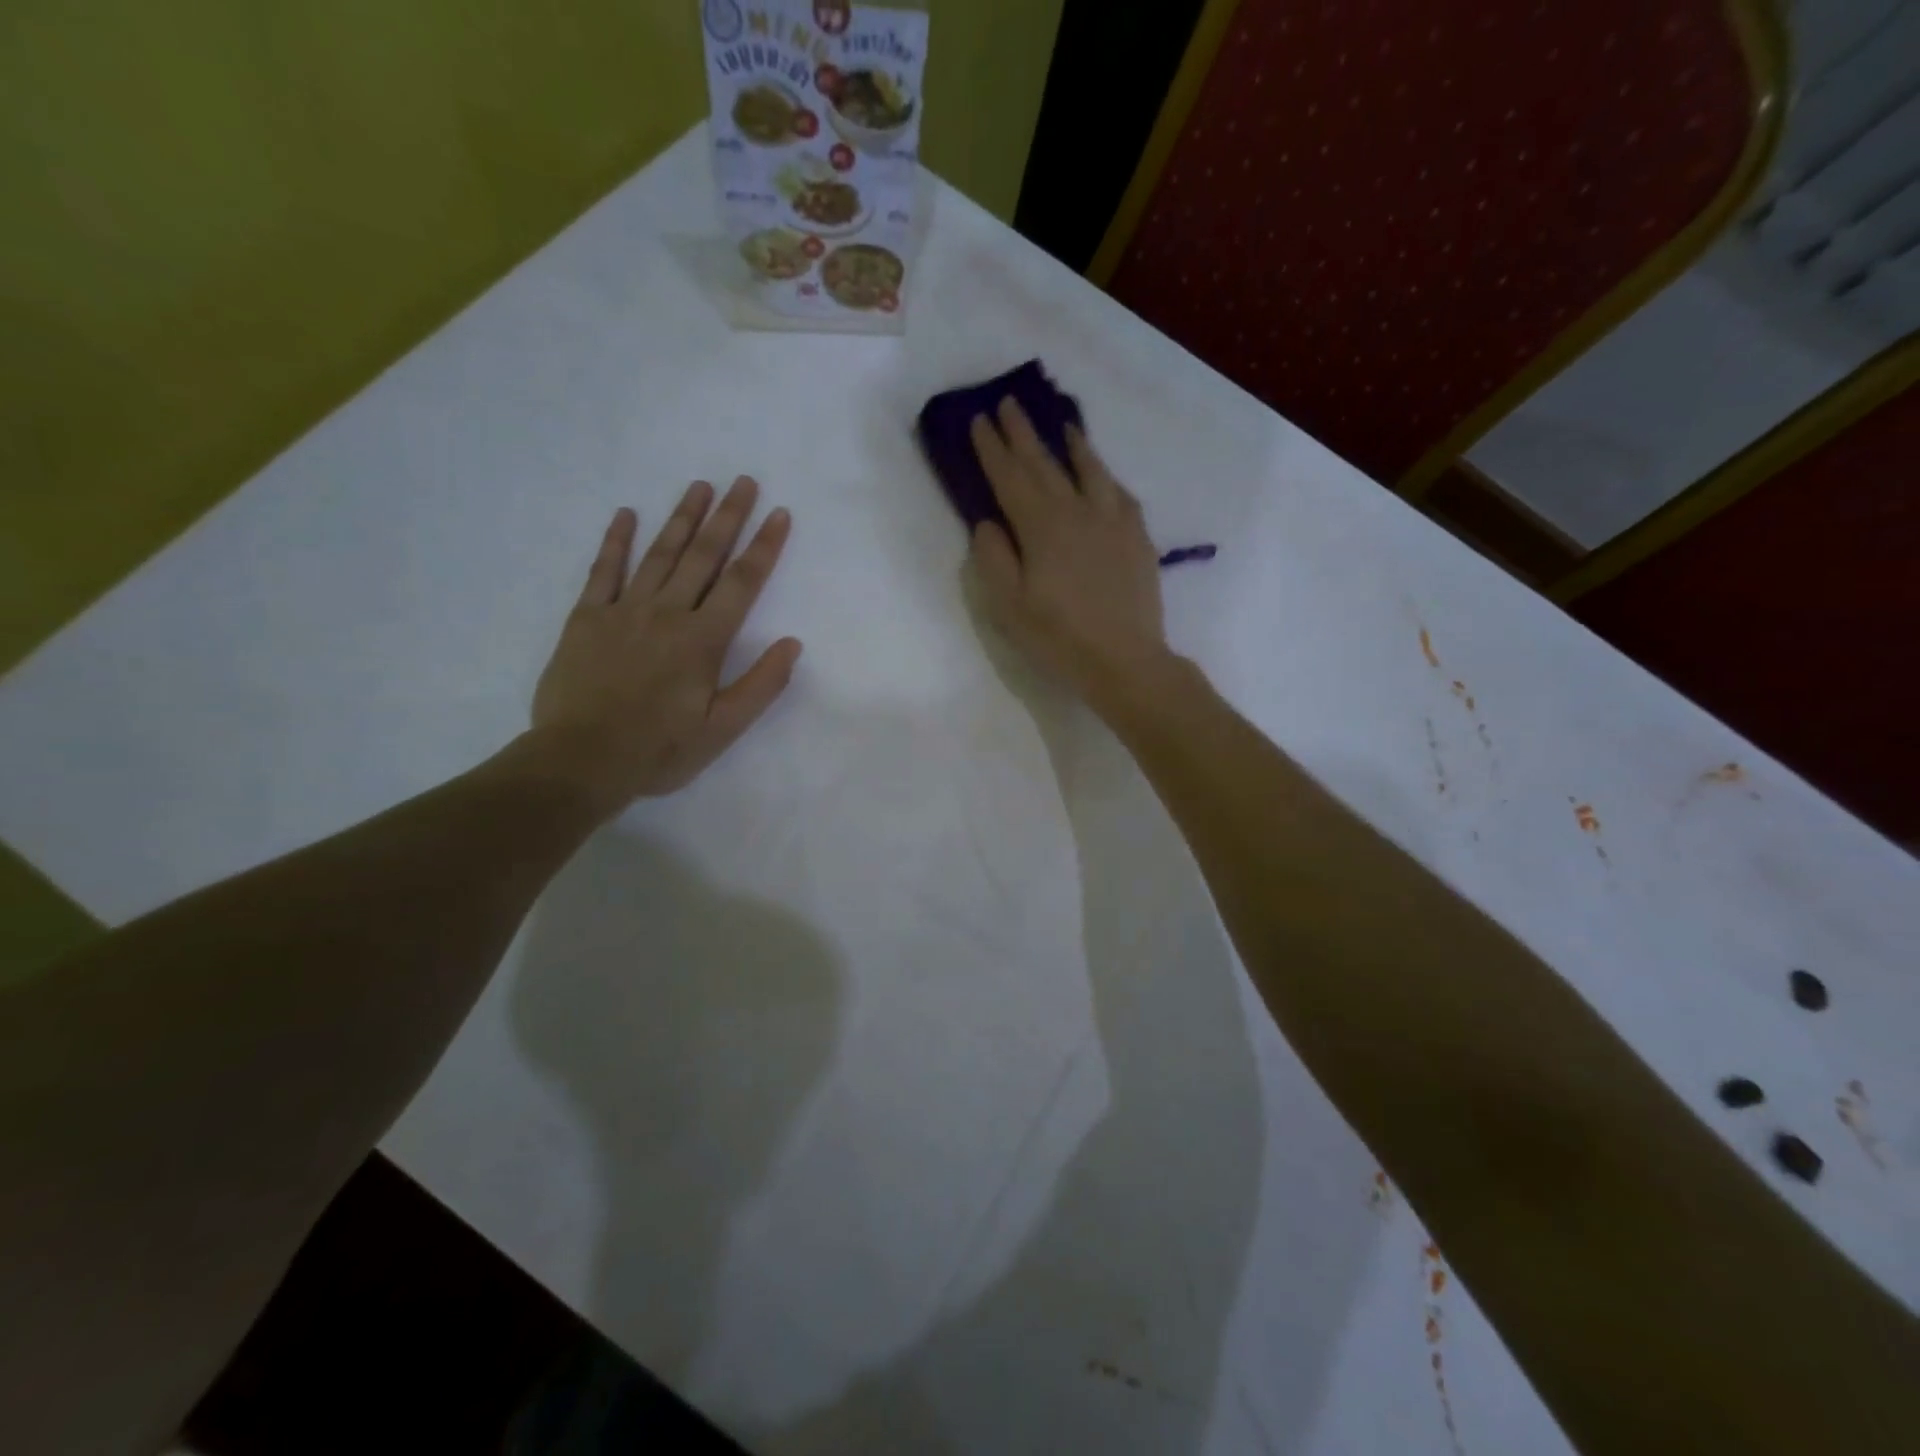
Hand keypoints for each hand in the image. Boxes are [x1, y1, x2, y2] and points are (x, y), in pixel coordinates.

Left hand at [531, 478, 801, 810]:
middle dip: (728, 517)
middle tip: (744, 481)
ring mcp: (623, 611)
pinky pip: (603, 571)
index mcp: (703, 640)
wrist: (580, 760)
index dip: (764, 547)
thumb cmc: (659, 750)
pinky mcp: (586, 619)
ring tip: (700, 486)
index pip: (742, 583)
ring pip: (659, 554)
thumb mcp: (723, 729)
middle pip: (703, 556)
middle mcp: (667, 613)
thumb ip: (761, 685)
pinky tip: (626, 514)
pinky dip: (615, 541)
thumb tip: (792, 644)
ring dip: (681, 518)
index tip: (779, 514)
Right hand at [968, 400, 1170, 709]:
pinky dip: (1105, 475)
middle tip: (1009, 404)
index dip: (992, 448)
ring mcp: (1113, 521)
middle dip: (1023, 433)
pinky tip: (1102, 473)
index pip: (1009, 478)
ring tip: (1062, 424)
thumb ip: (994, 558)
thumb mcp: (1009, 606)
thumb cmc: (1059, 638)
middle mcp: (1077, 511)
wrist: (1125, 660)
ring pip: (1089, 469)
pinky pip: (1119, 492)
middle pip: (1045, 464)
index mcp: (1041, 527)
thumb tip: (988, 523)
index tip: (978, 419)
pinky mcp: (1137, 537)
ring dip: (1071, 444)